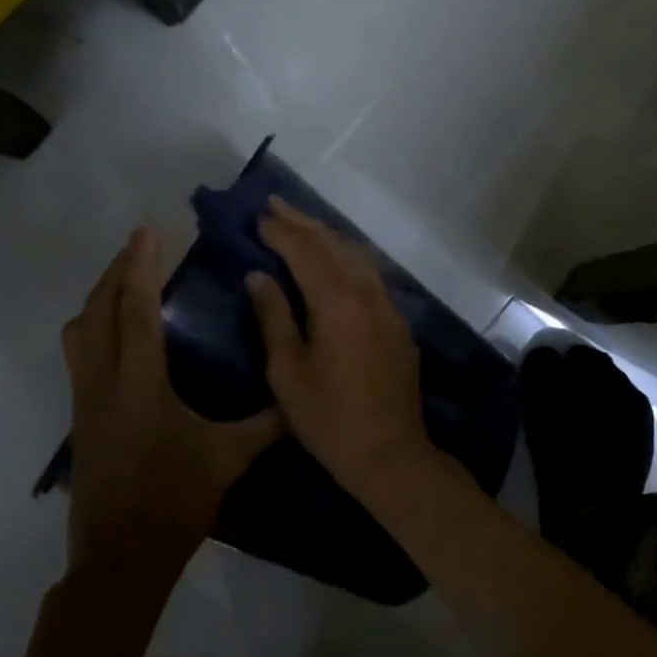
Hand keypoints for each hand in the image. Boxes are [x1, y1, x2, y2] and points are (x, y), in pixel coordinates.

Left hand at [64, 225, 281, 561]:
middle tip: (142, 245)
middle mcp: (103, 382)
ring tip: (127, 281)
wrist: (120, 559)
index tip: (148, 229)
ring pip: (79, 331)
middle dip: (117, 270)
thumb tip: (302, 398)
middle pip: (98, 309)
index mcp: (140, 383)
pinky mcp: (80, 418)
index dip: (141, 265)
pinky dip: (96, 326)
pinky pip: (79, 353)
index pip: (135, 309)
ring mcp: (85, 400)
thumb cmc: (174, 502)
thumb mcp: (229, 459)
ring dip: (100, 297)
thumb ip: (267, 423)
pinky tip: (121, 334)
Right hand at [247, 199, 430, 493]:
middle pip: (334, 245)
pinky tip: (337, 261)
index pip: (306, 252)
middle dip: (303, 222)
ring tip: (302, 224)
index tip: (258, 216)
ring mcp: (388, 308)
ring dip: (328, 236)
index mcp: (336, 303)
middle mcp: (367, 294)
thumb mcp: (287, 372)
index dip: (281, 232)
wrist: (390, 453)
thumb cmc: (328, 418)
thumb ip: (273, 318)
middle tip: (275, 204)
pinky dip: (348, 259)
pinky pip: (371, 276)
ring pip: (357, 257)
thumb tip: (258, 276)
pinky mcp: (398, 324)